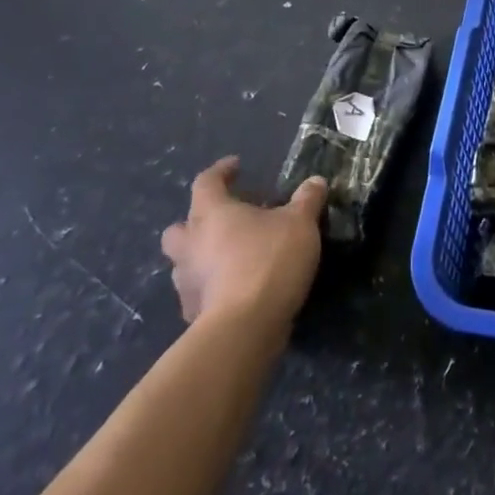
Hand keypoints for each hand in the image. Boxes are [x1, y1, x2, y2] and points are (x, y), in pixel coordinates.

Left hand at [160, 157, 326, 329]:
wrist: (245, 328)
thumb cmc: (269, 261)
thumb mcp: (300, 223)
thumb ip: (307, 200)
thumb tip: (315, 182)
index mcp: (211, 214)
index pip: (206, 181)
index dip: (220, 171)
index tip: (236, 166)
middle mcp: (190, 245)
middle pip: (180, 227)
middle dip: (197, 222)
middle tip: (225, 220)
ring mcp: (186, 284)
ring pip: (185, 263)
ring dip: (203, 258)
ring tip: (233, 258)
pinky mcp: (192, 315)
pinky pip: (198, 294)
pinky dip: (212, 289)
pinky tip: (235, 290)